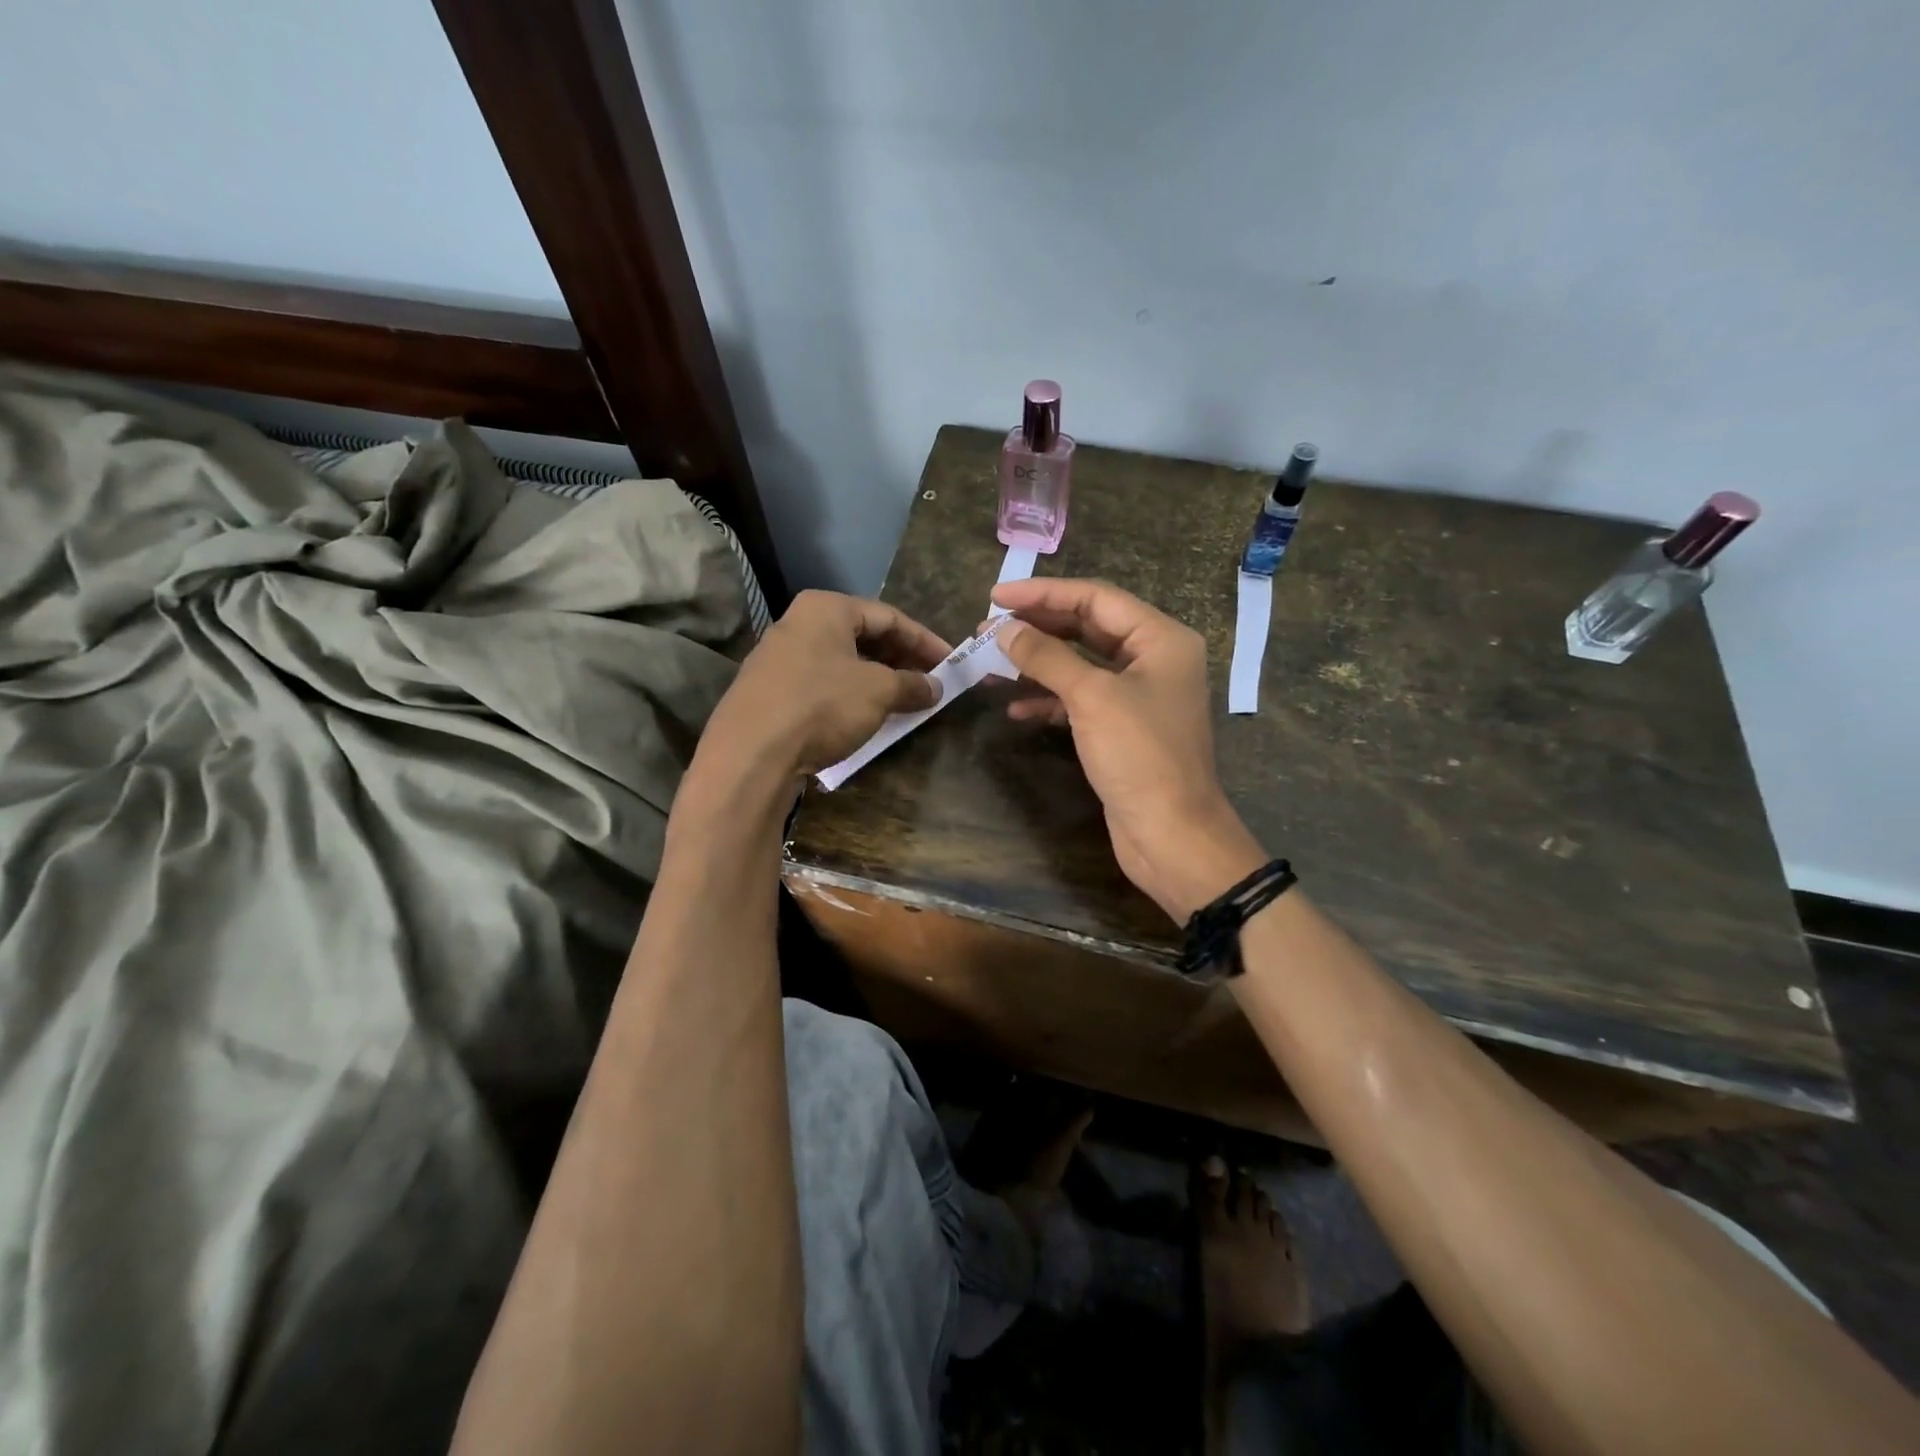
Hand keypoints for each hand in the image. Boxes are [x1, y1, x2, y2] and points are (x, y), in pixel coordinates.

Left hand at [700, 590, 950, 777]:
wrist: (750, 753)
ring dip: (878, 680)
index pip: (889, 616)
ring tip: (905, 701)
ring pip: (843, 662)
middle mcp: (799, 624)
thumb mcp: (878, 692)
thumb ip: (912, 684)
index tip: (951, 663)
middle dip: (901, 660)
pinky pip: (823, 684)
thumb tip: (935, 686)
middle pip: (864, 637)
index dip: (925, 641)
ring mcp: (780, 658)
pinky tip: (867, 716)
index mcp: (826, 609)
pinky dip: (851, 695)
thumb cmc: (822, 705)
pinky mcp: (771, 692)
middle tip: (930, 682)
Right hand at [992, 578, 1264, 922]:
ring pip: (1080, 664)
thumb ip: (1046, 656)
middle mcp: (1153, 659)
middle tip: (988, 627)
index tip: (996, 596)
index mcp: (1161, 638)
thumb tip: (1003, 629)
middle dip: (1037, 626)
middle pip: (1087, 627)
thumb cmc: (1140, 756)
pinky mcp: (1122, 728)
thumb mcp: (1091, 697)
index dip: (1043, 594)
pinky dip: (1049, 699)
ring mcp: (1138, 695)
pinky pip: (1080, 699)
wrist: (1171, 834)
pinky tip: (1015, 707)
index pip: (1095, 599)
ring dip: (1037, 663)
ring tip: (991, 661)